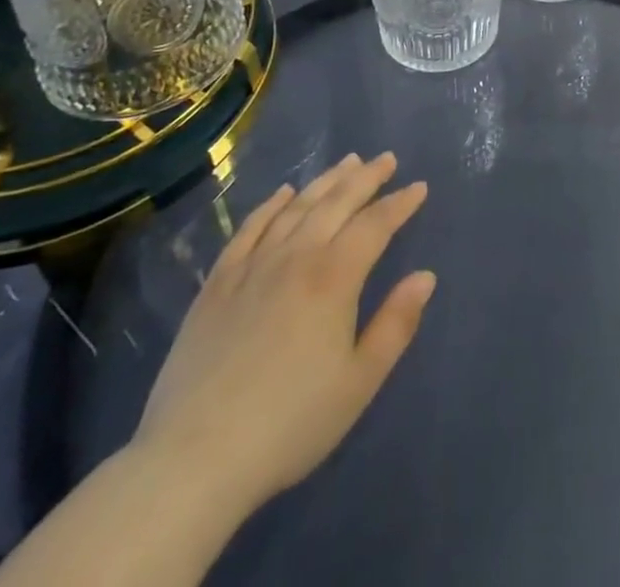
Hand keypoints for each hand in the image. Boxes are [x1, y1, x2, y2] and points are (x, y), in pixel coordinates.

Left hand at [130, 152, 435, 519]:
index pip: (375, 225)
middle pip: (336, 203)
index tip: (419, 187)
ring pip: (296, 208)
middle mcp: (295, 257)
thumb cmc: (290, 424)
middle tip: (386, 159)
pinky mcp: (217, 284)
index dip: (400, 204)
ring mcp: (252, 266)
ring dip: (325, 181)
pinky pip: (249, 229)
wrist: (194, 459)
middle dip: (366, 178)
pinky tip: (283, 194)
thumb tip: (425, 276)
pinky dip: (270, 205)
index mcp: (334, 278)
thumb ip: (396, 324)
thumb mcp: (359, 382)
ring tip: (347, 162)